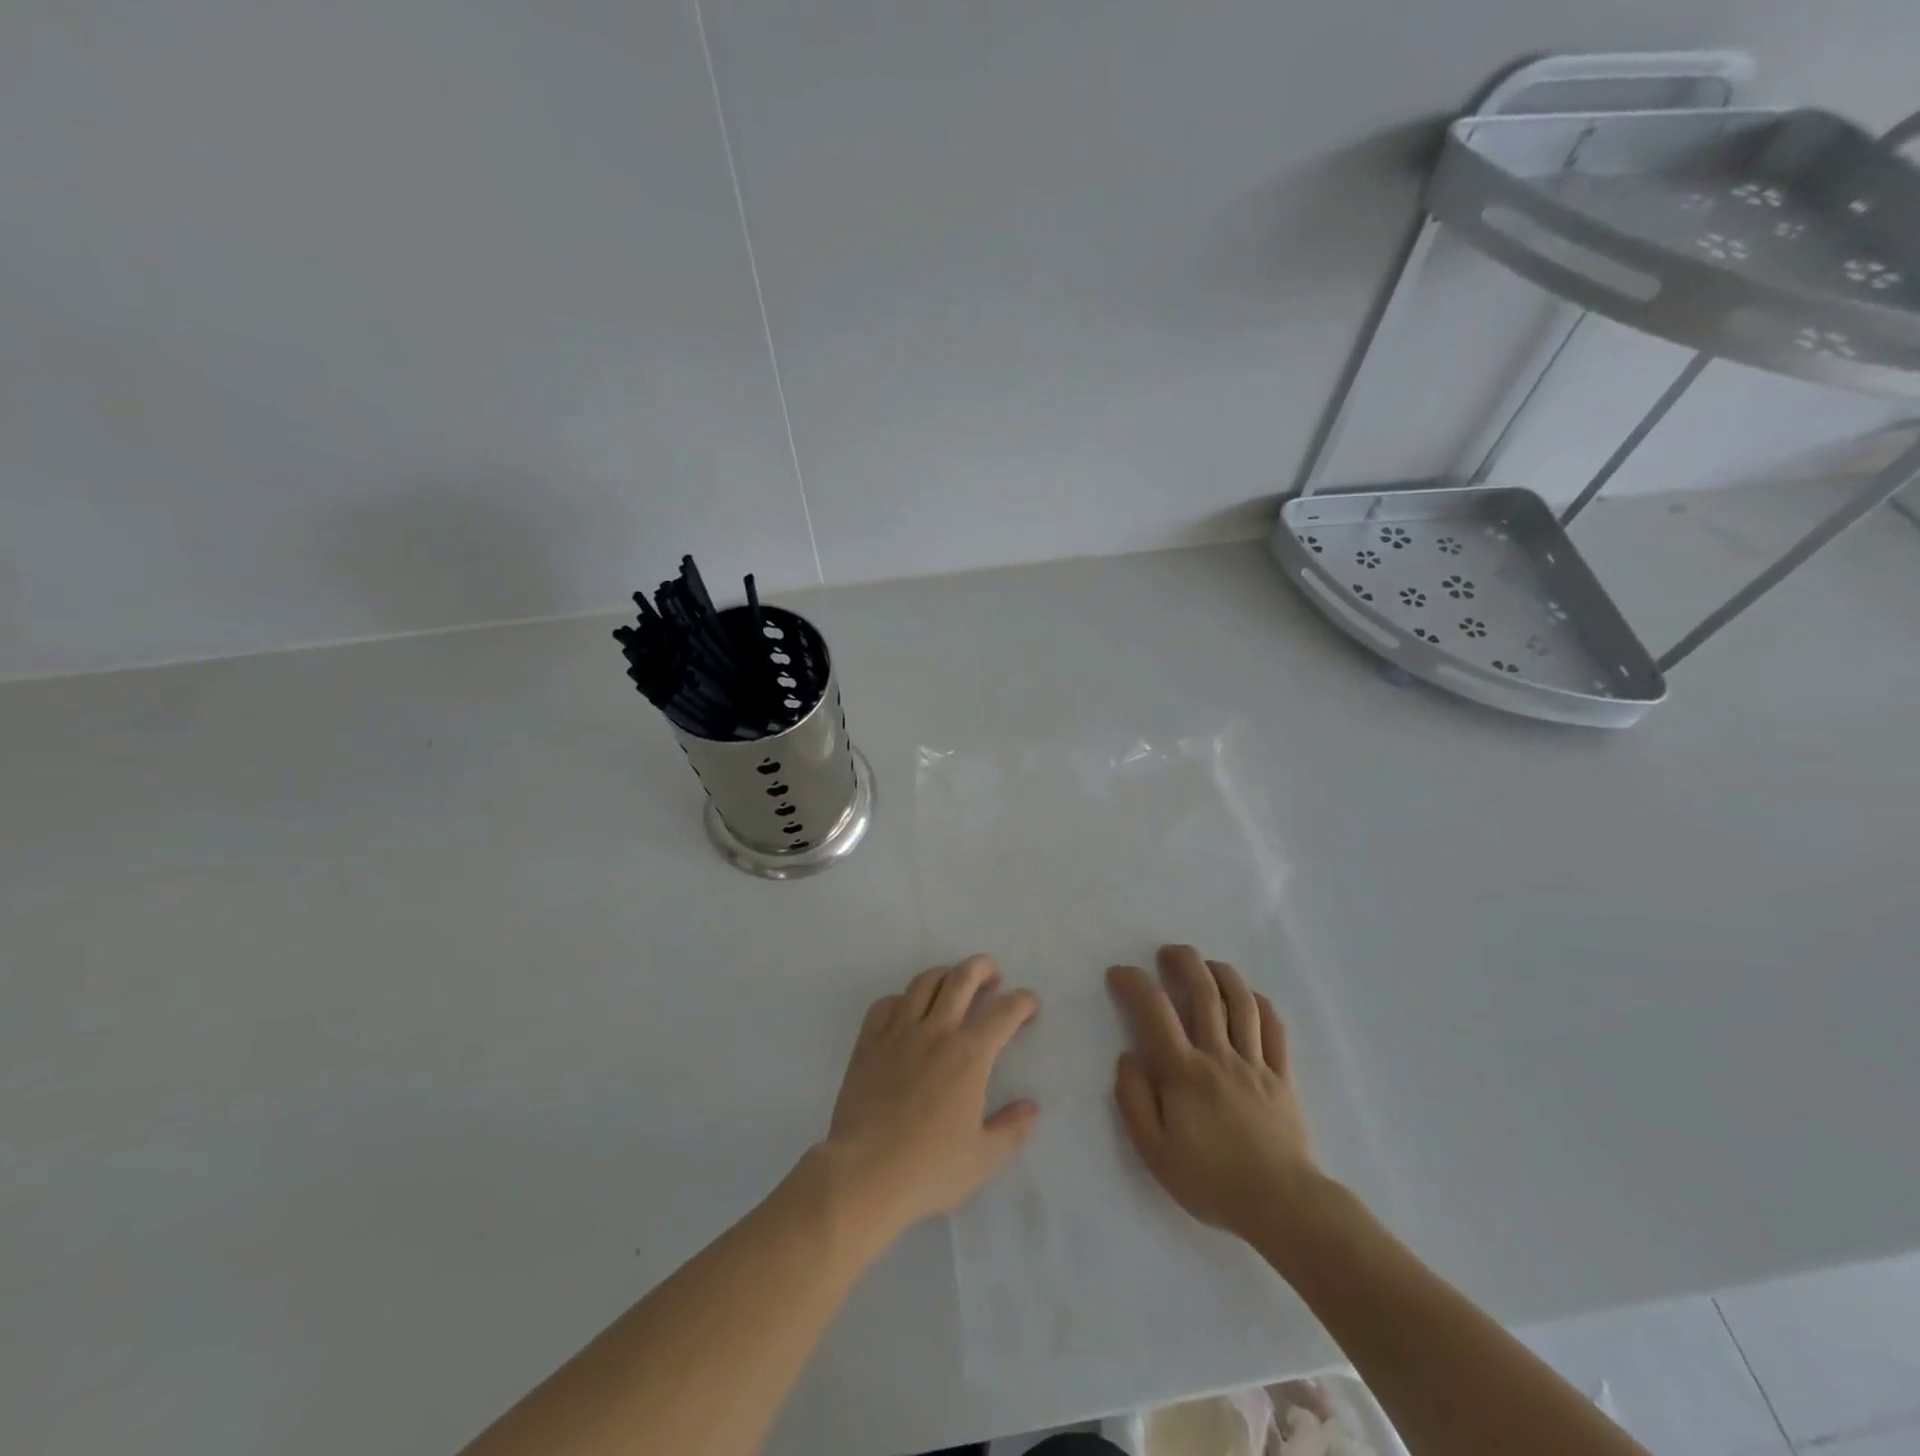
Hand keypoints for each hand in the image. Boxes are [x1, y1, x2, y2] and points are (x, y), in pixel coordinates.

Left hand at [823, 955, 1039, 1241]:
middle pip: (963, 977)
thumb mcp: (983, 1159)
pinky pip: (886, 1003)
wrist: (863, 1174)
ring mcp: (898, 1031)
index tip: (1029, 1007)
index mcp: (969, 1055)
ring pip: (924, 982)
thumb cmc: (928, 1169)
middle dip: (984, 968)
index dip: (1023, 1001)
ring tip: (953, 986)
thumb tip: (1031, 1107)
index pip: (1004, 1011)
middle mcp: (936, 1031)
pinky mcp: (868, 1041)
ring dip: (946, 975)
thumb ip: (1012, 1129)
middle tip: (993, 978)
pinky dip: (902, 999)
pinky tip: (907, 1012)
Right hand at [1107, 945, 1320, 1243]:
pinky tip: (1249, 996)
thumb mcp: (1154, 1151)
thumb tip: (1127, 1056)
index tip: (1119, 973)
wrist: (1282, 1207)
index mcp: (1184, 1072)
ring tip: (1206, 964)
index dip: (1134, 983)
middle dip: (1183, 962)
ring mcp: (1255, 1063)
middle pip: (1203, 992)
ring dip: (1221, 974)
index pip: (1155, 1011)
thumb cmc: (1211, 1181)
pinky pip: (1275, 1029)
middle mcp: (1219, 1055)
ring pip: (1241, 1002)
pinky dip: (1261, 1004)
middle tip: (1167, 952)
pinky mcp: (1283, 1076)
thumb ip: (1134, 1099)